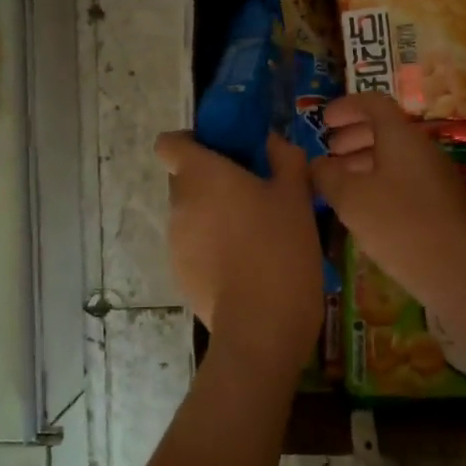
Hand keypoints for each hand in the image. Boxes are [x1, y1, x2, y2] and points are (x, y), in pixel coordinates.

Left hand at [154, 130, 321, 379]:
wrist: (261, 325)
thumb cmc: (279, 247)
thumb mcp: (296, 196)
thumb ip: (284, 158)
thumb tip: (272, 140)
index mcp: (200, 175)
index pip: (169, 143)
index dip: (192, 142)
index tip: (225, 151)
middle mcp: (179, 204)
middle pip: (185, 179)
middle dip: (214, 180)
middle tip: (255, 191)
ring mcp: (175, 243)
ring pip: (192, 215)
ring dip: (216, 215)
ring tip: (257, 233)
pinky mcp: (181, 275)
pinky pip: (195, 247)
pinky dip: (215, 247)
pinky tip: (248, 265)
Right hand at [309, 94, 465, 311]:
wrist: (456, 269)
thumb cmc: (398, 224)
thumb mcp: (351, 198)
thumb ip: (327, 175)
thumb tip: (316, 165)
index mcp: (401, 137)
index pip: (374, 103)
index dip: (346, 107)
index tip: (324, 120)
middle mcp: (422, 150)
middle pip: (385, 130)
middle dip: (353, 137)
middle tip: (329, 152)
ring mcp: (435, 177)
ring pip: (395, 158)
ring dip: (364, 162)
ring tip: (339, 182)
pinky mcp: (440, 204)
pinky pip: (404, 180)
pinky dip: (379, 182)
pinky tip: (364, 208)